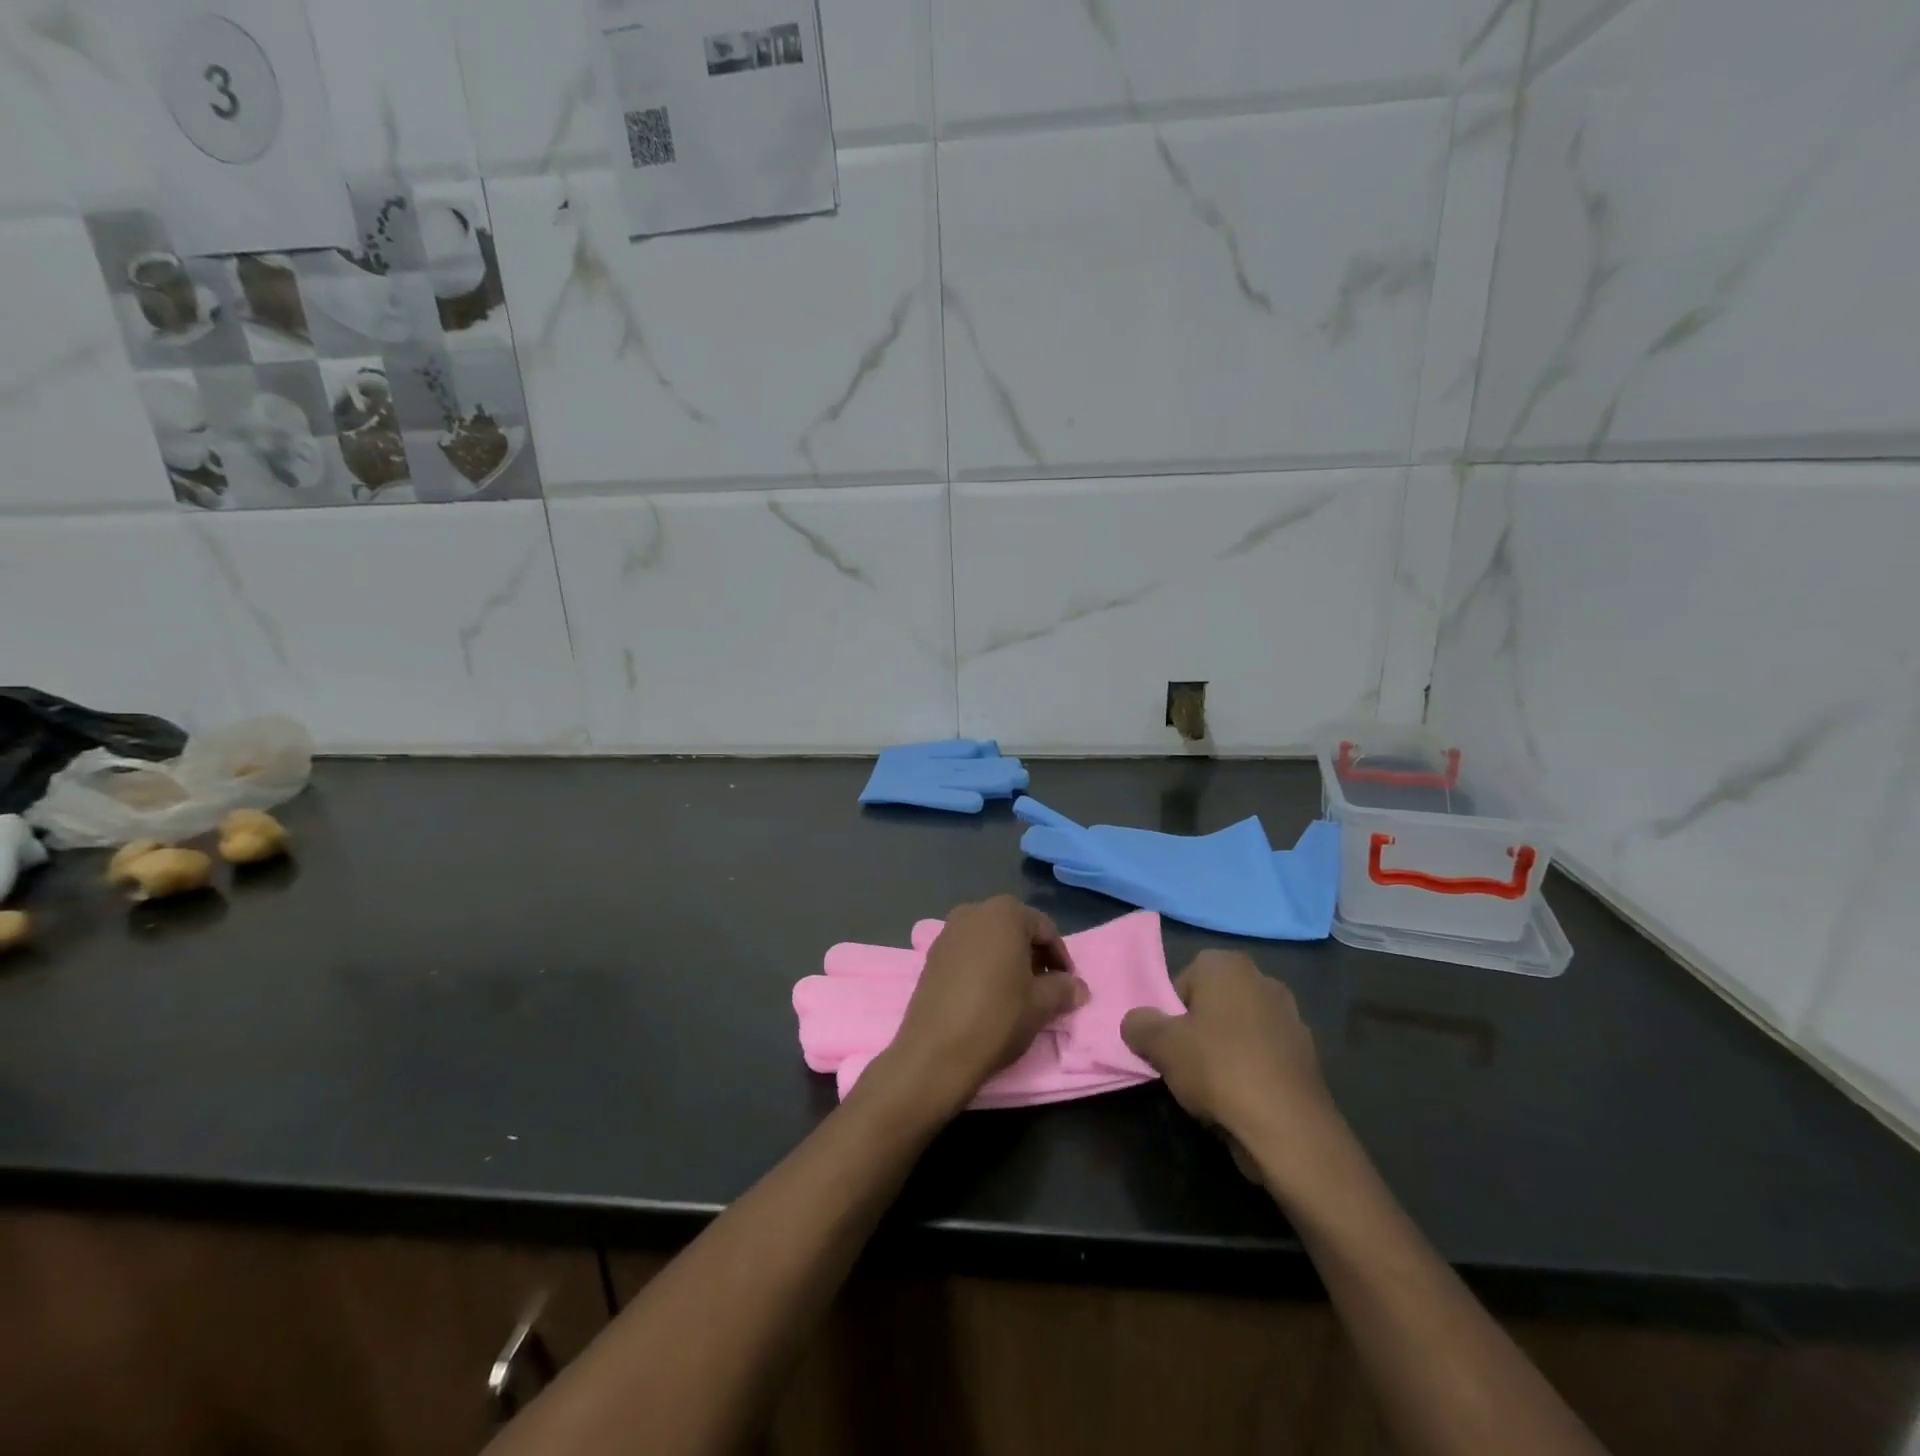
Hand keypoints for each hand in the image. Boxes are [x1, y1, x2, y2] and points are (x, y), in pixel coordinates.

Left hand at [874, 896, 1084, 1116]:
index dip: (1061, 957)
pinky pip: (968, 953)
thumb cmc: (997, 1017)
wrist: (935, 1051)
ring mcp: (948, 932)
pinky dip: (983, 966)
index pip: (1044, 928)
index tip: (1068, 985)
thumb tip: (1078, 987)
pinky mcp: (931, 955)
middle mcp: (973, 911)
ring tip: (1019, 994)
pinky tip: (988, 995)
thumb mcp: (1041, 1004)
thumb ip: (1064, 989)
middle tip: (1046, 988)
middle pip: (1015, 929)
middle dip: (1033, 955)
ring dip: (1008, 960)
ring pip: (990, 940)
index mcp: (1003, 912)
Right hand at [1120, 952, 1341, 1186]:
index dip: (1170, 1014)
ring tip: (1214, 1088)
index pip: (1183, 981)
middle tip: (1186, 1064)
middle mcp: (1262, 979)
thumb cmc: (1217, 1068)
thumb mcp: (1159, 1045)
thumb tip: (1136, 1023)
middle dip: (1199, 1029)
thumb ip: (1139, 1024)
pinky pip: (1264, 1055)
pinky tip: (1243, 1099)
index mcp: (1227, 965)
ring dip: (1226, 1051)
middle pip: (1213, 1004)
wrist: (1288, 1127)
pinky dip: (1252, 1071)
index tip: (1168, 1044)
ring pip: (1239, 1030)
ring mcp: (1291, 1016)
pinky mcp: (1308, 1054)